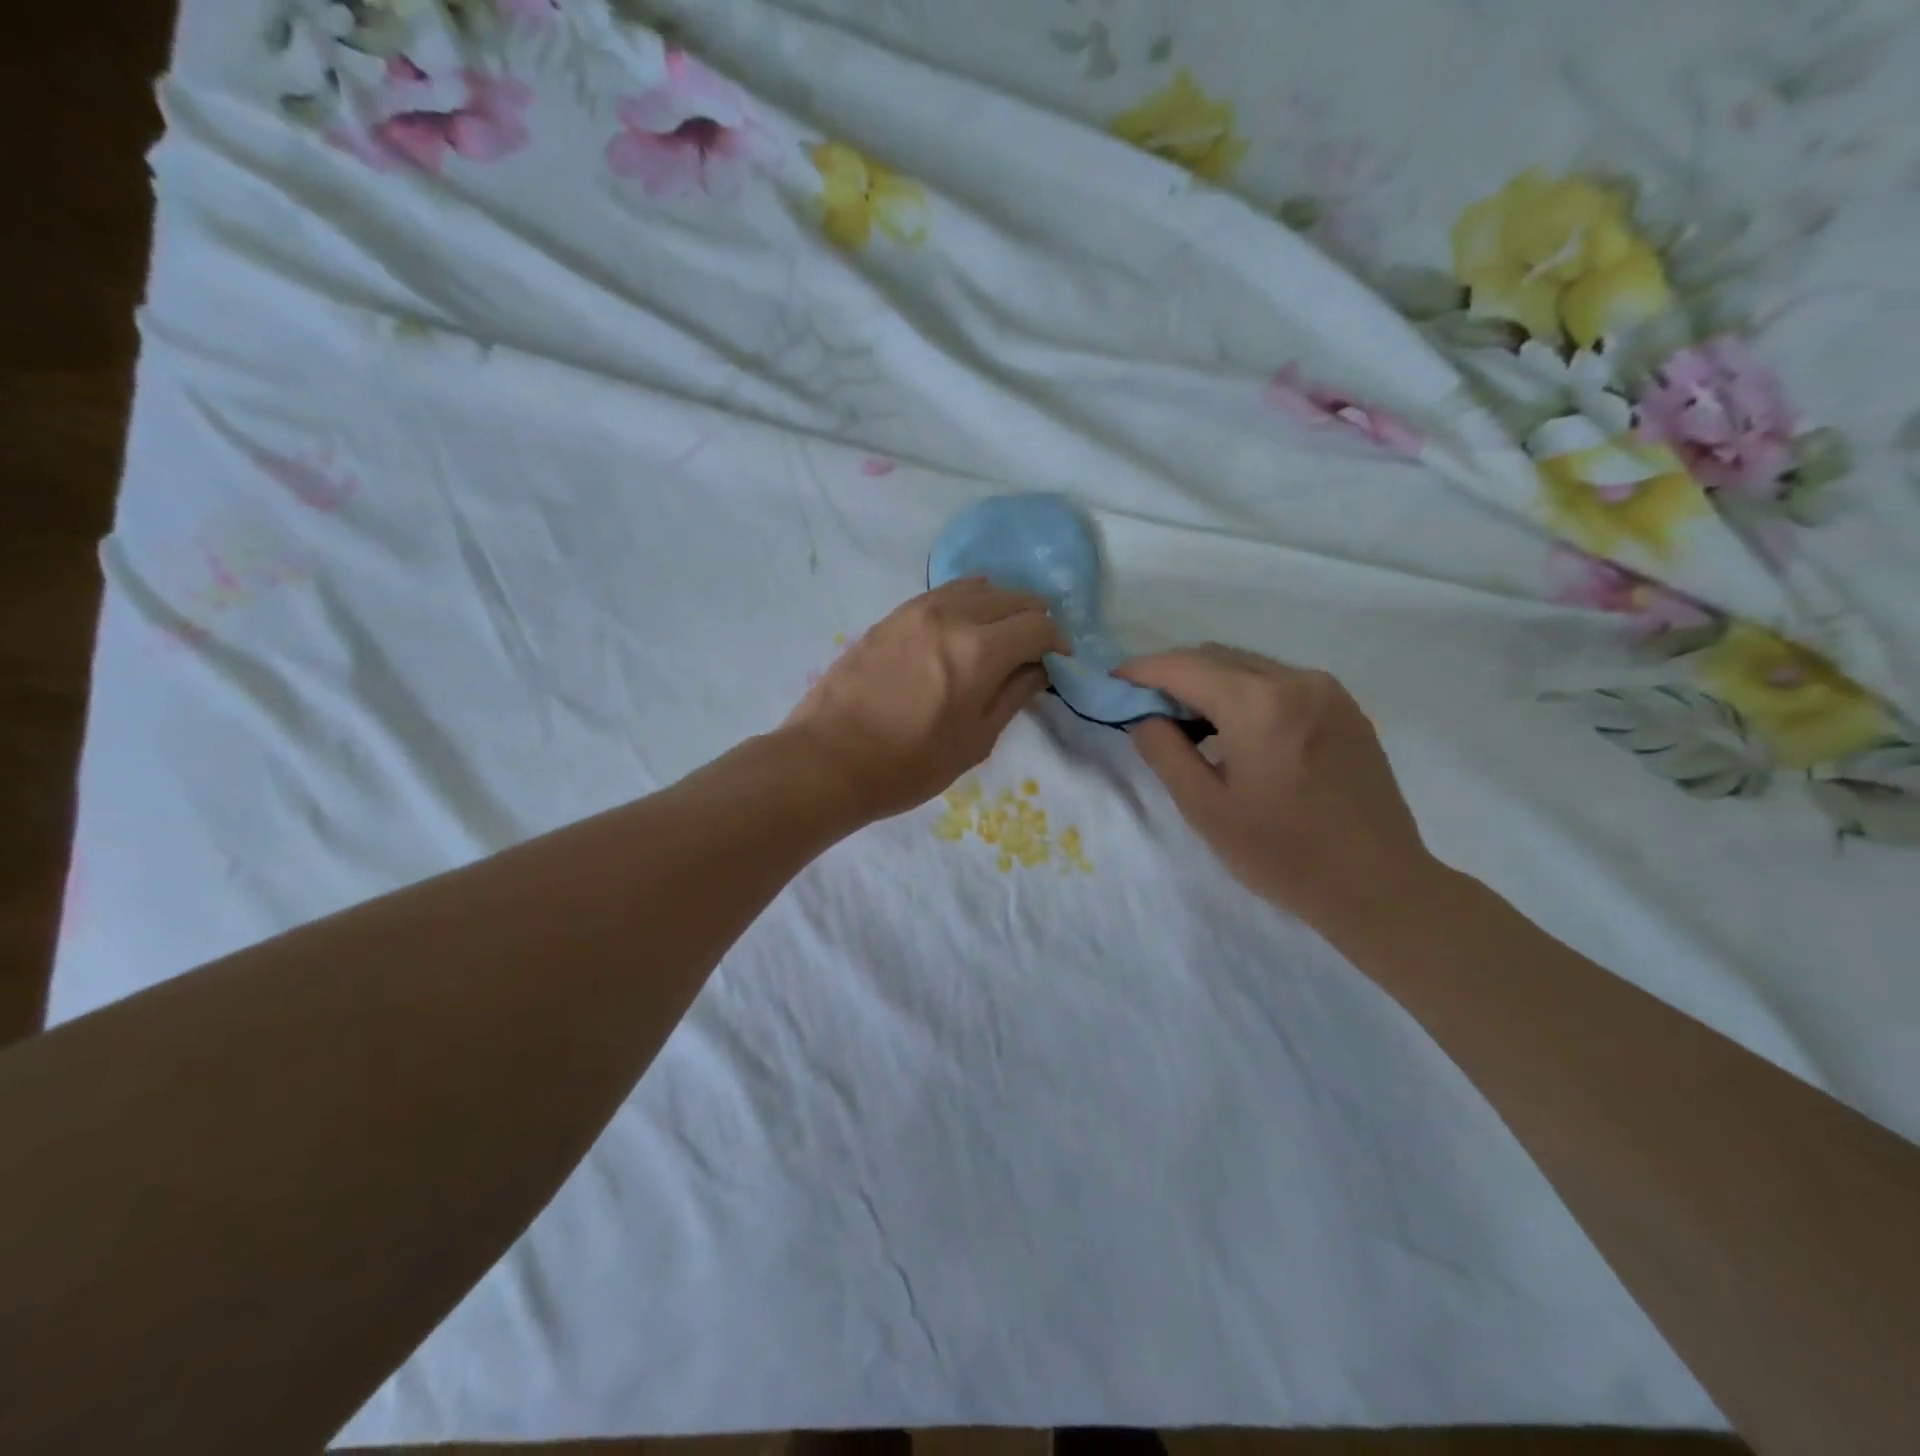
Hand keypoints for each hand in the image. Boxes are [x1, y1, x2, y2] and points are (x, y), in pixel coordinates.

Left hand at [785, 580, 1065, 824]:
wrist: (828, 760)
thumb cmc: (908, 765)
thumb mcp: (975, 741)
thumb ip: (1014, 696)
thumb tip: (1039, 668)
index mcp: (980, 650)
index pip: (1038, 626)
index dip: (1057, 643)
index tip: (1058, 663)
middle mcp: (952, 616)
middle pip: (1011, 598)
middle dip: (1033, 619)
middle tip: (1036, 648)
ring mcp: (916, 611)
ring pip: (976, 588)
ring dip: (1000, 606)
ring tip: (1003, 632)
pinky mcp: (891, 616)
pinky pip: (942, 593)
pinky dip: (966, 600)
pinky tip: (966, 621)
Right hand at [1116, 644, 1436, 931]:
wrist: (1378, 885)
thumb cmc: (1282, 854)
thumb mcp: (1205, 809)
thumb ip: (1165, 752)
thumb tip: (1146, 717)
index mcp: (1258, 704)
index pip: (1184, 667)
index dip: (1142, 670)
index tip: (1114, 681)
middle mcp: (1296, 680)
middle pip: (1217, 657)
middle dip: (1174, 674)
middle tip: (1146, 707)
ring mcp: (1327, 690)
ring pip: (1249, 666)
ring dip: (1210, 682)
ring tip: (1189, 722)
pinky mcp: (1346, 707)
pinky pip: (1280, 681)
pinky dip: (1246, 691)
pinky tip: (1238, 729)